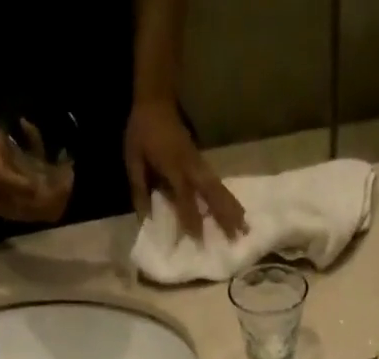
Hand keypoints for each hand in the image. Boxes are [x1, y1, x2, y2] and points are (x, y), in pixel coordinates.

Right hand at [0, 107, 73, 223]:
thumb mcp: (0, 174)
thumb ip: (22, 188)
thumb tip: (41, 194)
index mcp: (12, 209)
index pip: (45, 213)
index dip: (59, 199)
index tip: (67, 177)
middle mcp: (17, 202)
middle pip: (49, 201)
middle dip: (60, 185)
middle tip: (67, 164)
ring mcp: (18, 183)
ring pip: (45, 181)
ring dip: (50, 164)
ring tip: (51, 147)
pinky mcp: (17, 164)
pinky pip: (35, 161)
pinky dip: (36, 147)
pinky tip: (28, 128)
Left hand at [125, 99, 246, 240]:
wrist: (156, 99)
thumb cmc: (142, 131)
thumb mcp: (133, 159)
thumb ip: (139, 189)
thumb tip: (146, 220)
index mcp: (172, 166)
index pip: (184, 196)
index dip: (191, 217)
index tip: (199, 240)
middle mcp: (190, 166)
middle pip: (211, 193)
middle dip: (223, 215)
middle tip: (236, 237)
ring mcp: (200, 163)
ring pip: (219, 188)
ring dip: (233, 208)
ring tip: (245, 228)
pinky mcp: (203, 162)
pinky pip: (218, 183)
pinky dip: (229, 199)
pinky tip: (238, 212)